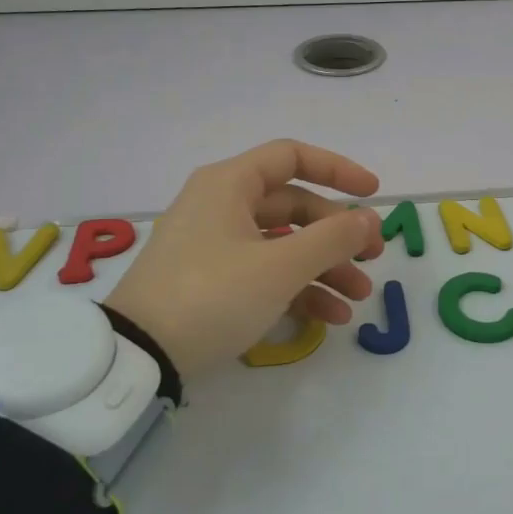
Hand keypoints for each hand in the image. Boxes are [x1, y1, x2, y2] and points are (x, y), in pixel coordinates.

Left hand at [105, 140, 384, 378]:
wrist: (139, 356)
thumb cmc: (213, 295)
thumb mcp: (280, 267)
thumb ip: (332, 238)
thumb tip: (370, 218)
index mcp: (230, 184)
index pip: (292, 157)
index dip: (338, 170)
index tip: (373, 193)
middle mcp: (222, 206)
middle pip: (294, 206)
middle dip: (337, 234)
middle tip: (372, 257)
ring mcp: (215, 245)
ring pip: (283, 244)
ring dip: (325, 267)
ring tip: (357, 297)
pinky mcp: (211, 281)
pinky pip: (265, 273)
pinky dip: (298, 290)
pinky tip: (330, 318)